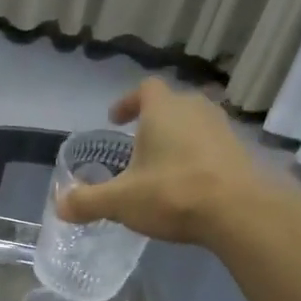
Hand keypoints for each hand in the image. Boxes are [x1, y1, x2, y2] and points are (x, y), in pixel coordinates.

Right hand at [55, 77, 259, 244]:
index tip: (116, 119)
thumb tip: (60, 205)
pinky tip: (188, 185)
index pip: (144, 89)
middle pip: (171, 105)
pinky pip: (211, 147)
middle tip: (136, 145)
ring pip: (193, 125)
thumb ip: (88, 201)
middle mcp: (195, 109)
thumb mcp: (121, 201)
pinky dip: (196, 159)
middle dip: (153, 122)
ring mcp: (223, 129)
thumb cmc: (173, 193)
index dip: (128, 101)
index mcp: (163, 110)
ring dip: (177, 140)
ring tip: (161, 167)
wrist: (240, 211)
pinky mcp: (241, 152)